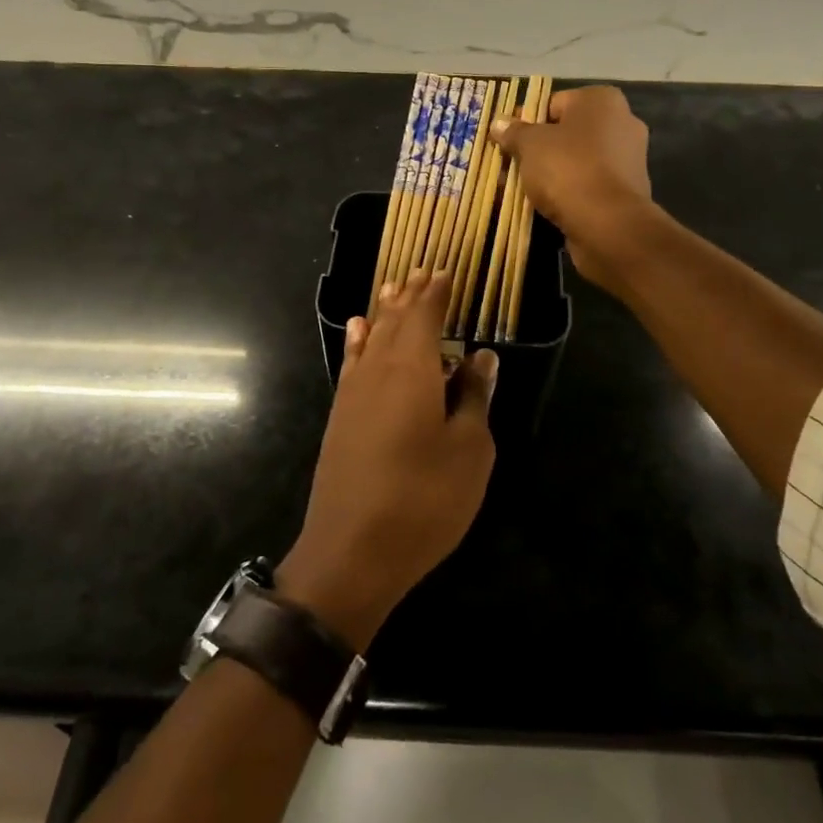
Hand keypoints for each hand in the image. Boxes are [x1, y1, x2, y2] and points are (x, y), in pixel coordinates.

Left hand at [279, 271, 496, 651]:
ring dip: (384, 312)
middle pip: (394, 321)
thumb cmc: (423, 499)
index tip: (445, 272)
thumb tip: (481, 356)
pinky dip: (358, 340)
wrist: (351, 551)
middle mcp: (378, 370)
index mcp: (413, 370)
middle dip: (410, 296)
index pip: (424, 316)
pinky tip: (358, 330)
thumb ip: (474, 397)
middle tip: (421, 271)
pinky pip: (352, 361)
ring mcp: (353, 393)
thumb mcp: (469, 450)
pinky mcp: (340, 417)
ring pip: (370, 337)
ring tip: (393, 288)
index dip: (435, 293)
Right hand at [490, 85, 654, 292]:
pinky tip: (542, 205)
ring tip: (518, 188)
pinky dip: (566, 192)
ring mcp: (627, 159)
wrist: (608, 225)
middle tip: (509, 165)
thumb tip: (499, 123)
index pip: (554, 103)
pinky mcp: (625, 192)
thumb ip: (514, 132)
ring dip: (549, 172)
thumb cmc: (568, 169)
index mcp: (601, 100)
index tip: (506, 140)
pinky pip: (586, 184)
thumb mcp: (530, 145)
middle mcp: (621, 123)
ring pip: (575, 161)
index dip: (526, 121)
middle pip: (565, 133)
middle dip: (537, 149)